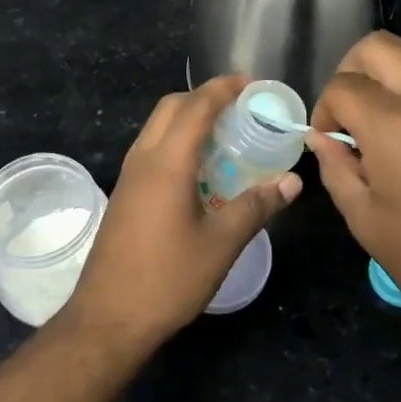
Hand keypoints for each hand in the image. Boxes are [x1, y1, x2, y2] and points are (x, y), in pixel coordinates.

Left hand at [60, 75, 301, 352]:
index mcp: (167, 162)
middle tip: (240, 106)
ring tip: (225, 133)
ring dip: (188, 118)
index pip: (196, 106)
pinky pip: (152, 148)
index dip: (224, 88)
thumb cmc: (168, 279)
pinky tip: (200, 168)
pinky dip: (177, 140)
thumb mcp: (221, 244)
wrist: (108, 318)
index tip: (252, 83)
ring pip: (157, 126)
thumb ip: (257, 206)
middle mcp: (143, 158)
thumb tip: (292, 181)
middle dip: (205, 96)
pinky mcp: (124, 193)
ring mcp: (129, 176)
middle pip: (171, 107)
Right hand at [307, 32, 400, 355]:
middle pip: (379, 47)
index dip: (324, 109)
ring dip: (387, 88)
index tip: (329, 142)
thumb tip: (323, 139)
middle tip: (349, 116)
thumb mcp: (368, 222)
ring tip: (384, 142)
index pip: (343, 85)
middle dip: (352, 71)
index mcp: (394, 123)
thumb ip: (337, 169)